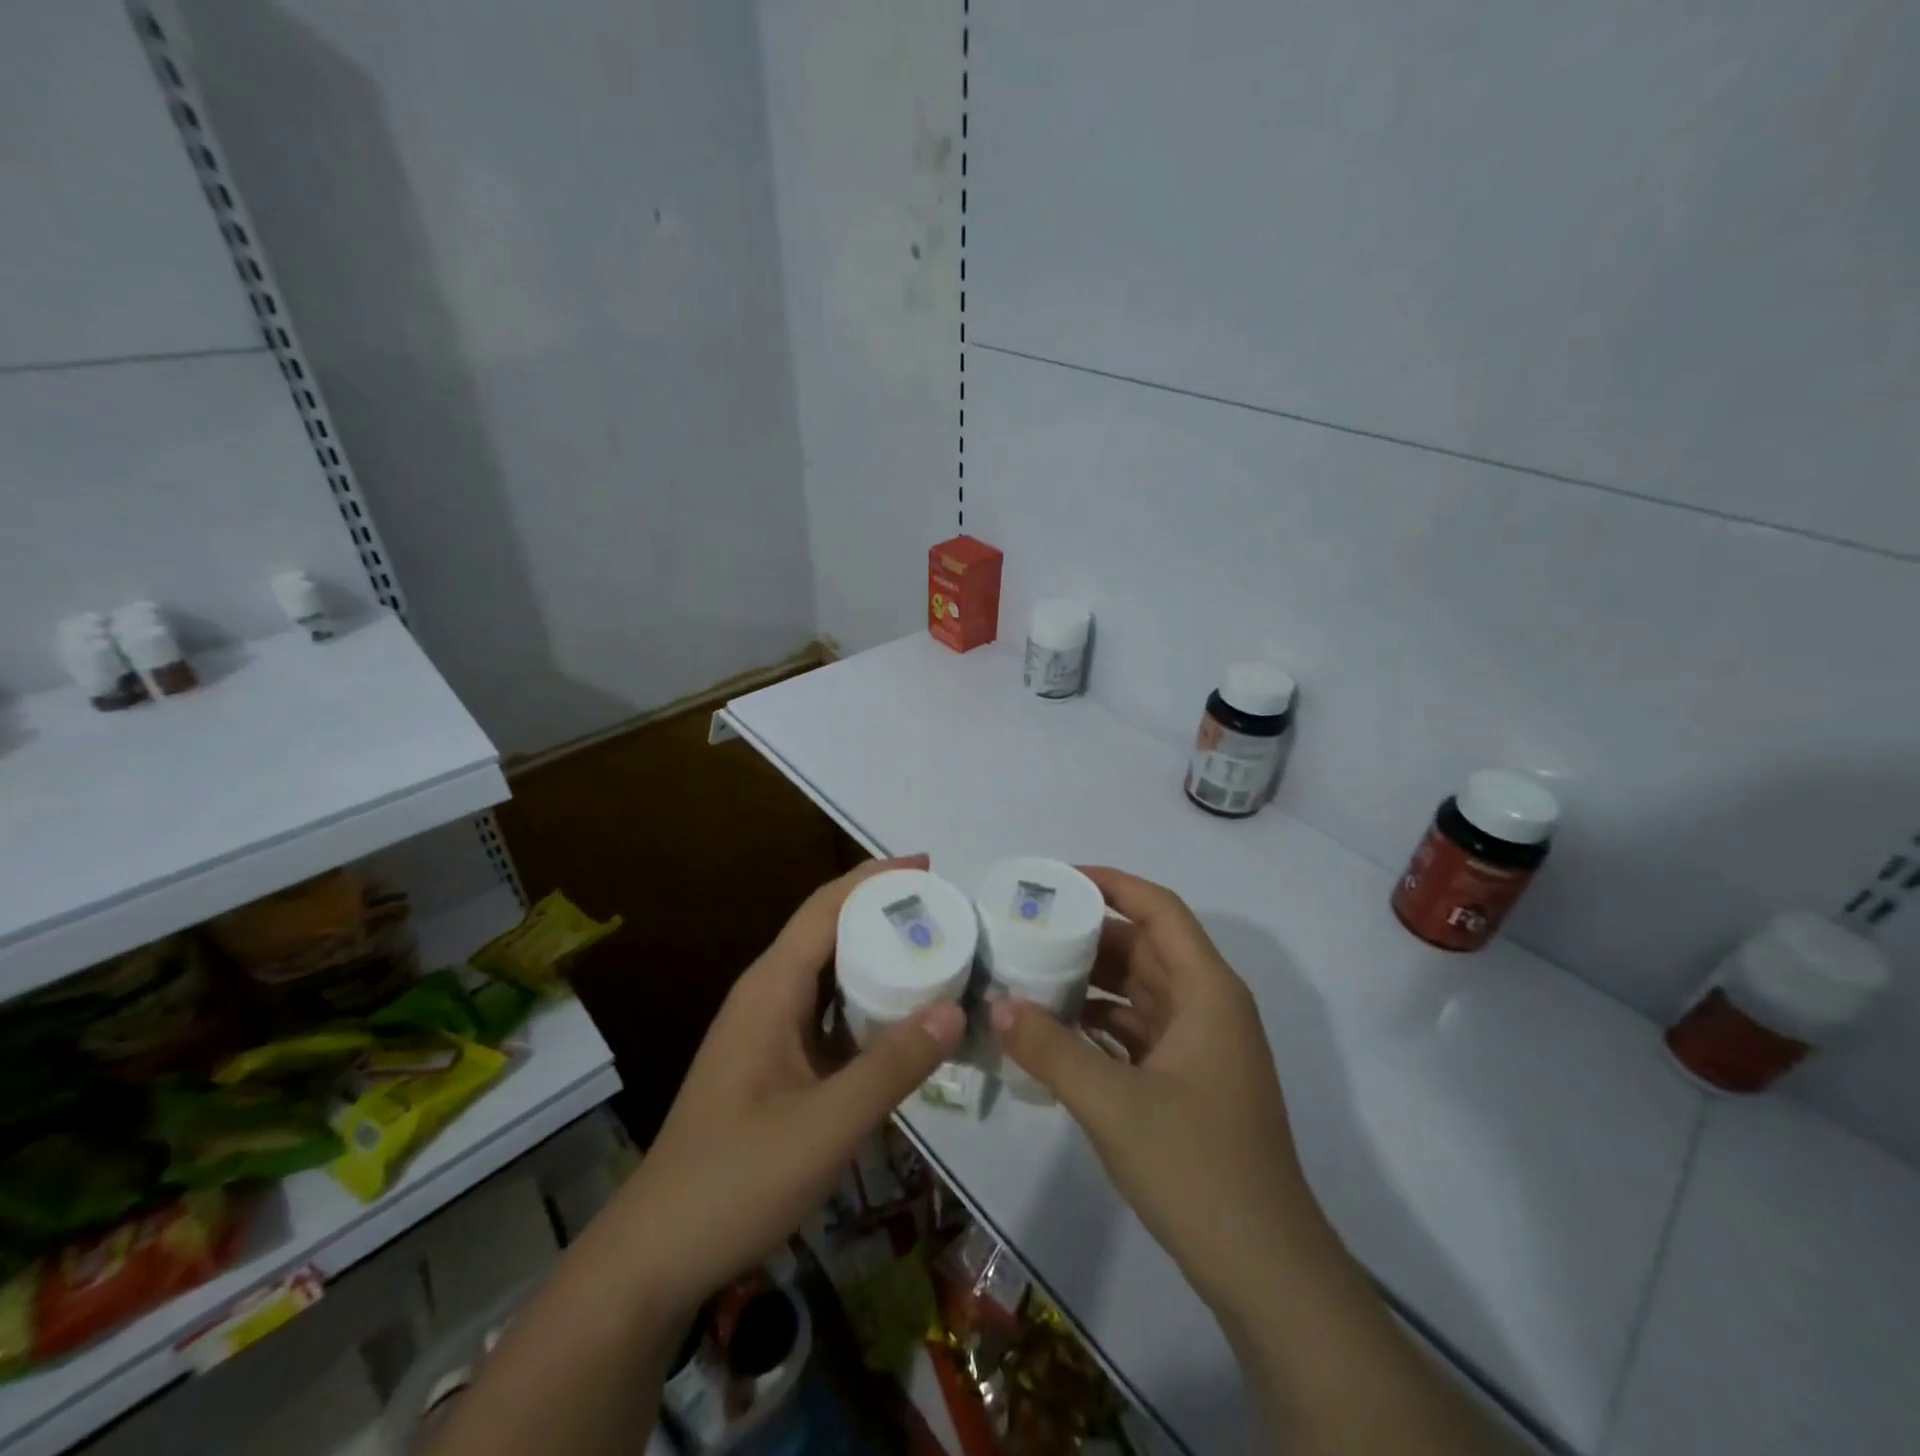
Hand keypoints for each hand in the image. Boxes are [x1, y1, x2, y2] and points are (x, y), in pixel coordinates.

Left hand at [621, 855, 965, 1318]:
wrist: (657, 1255)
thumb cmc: (735, 1181)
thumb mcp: (825, 1127)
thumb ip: (892, 1068)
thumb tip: (956, 1009)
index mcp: (770, 989)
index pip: (825, 908)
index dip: (875, 878)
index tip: (928, 865)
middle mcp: (766, 995)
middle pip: (828, 930)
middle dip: (883, 911)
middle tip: (946, 914)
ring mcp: (767, 1029)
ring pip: (828, 971)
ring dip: (876, 954)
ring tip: (936, 953)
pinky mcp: (773, 1061)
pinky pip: (827, 1010)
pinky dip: (865, 999)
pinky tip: (901, 1017)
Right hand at [991, 867, 1332, 1312]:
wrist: (1266, 1271)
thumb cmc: (1198, 1169)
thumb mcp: (1114, 1105)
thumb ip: (1051, 1049)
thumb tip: (996, 1004)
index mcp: (1206, 991)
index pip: (1159, 909)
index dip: (1112, 884)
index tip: (1058, 879)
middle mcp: (1207, 1006)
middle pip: (1145, 947)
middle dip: (1089, 933)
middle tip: (1027, 926)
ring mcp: (1200, 1046)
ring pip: (1139, 990)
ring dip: (1091, 980)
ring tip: (1029, 970)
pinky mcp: (1188, 1081)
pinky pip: (1137, 1030)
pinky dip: (1099, 1023)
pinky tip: (1054, 1029)